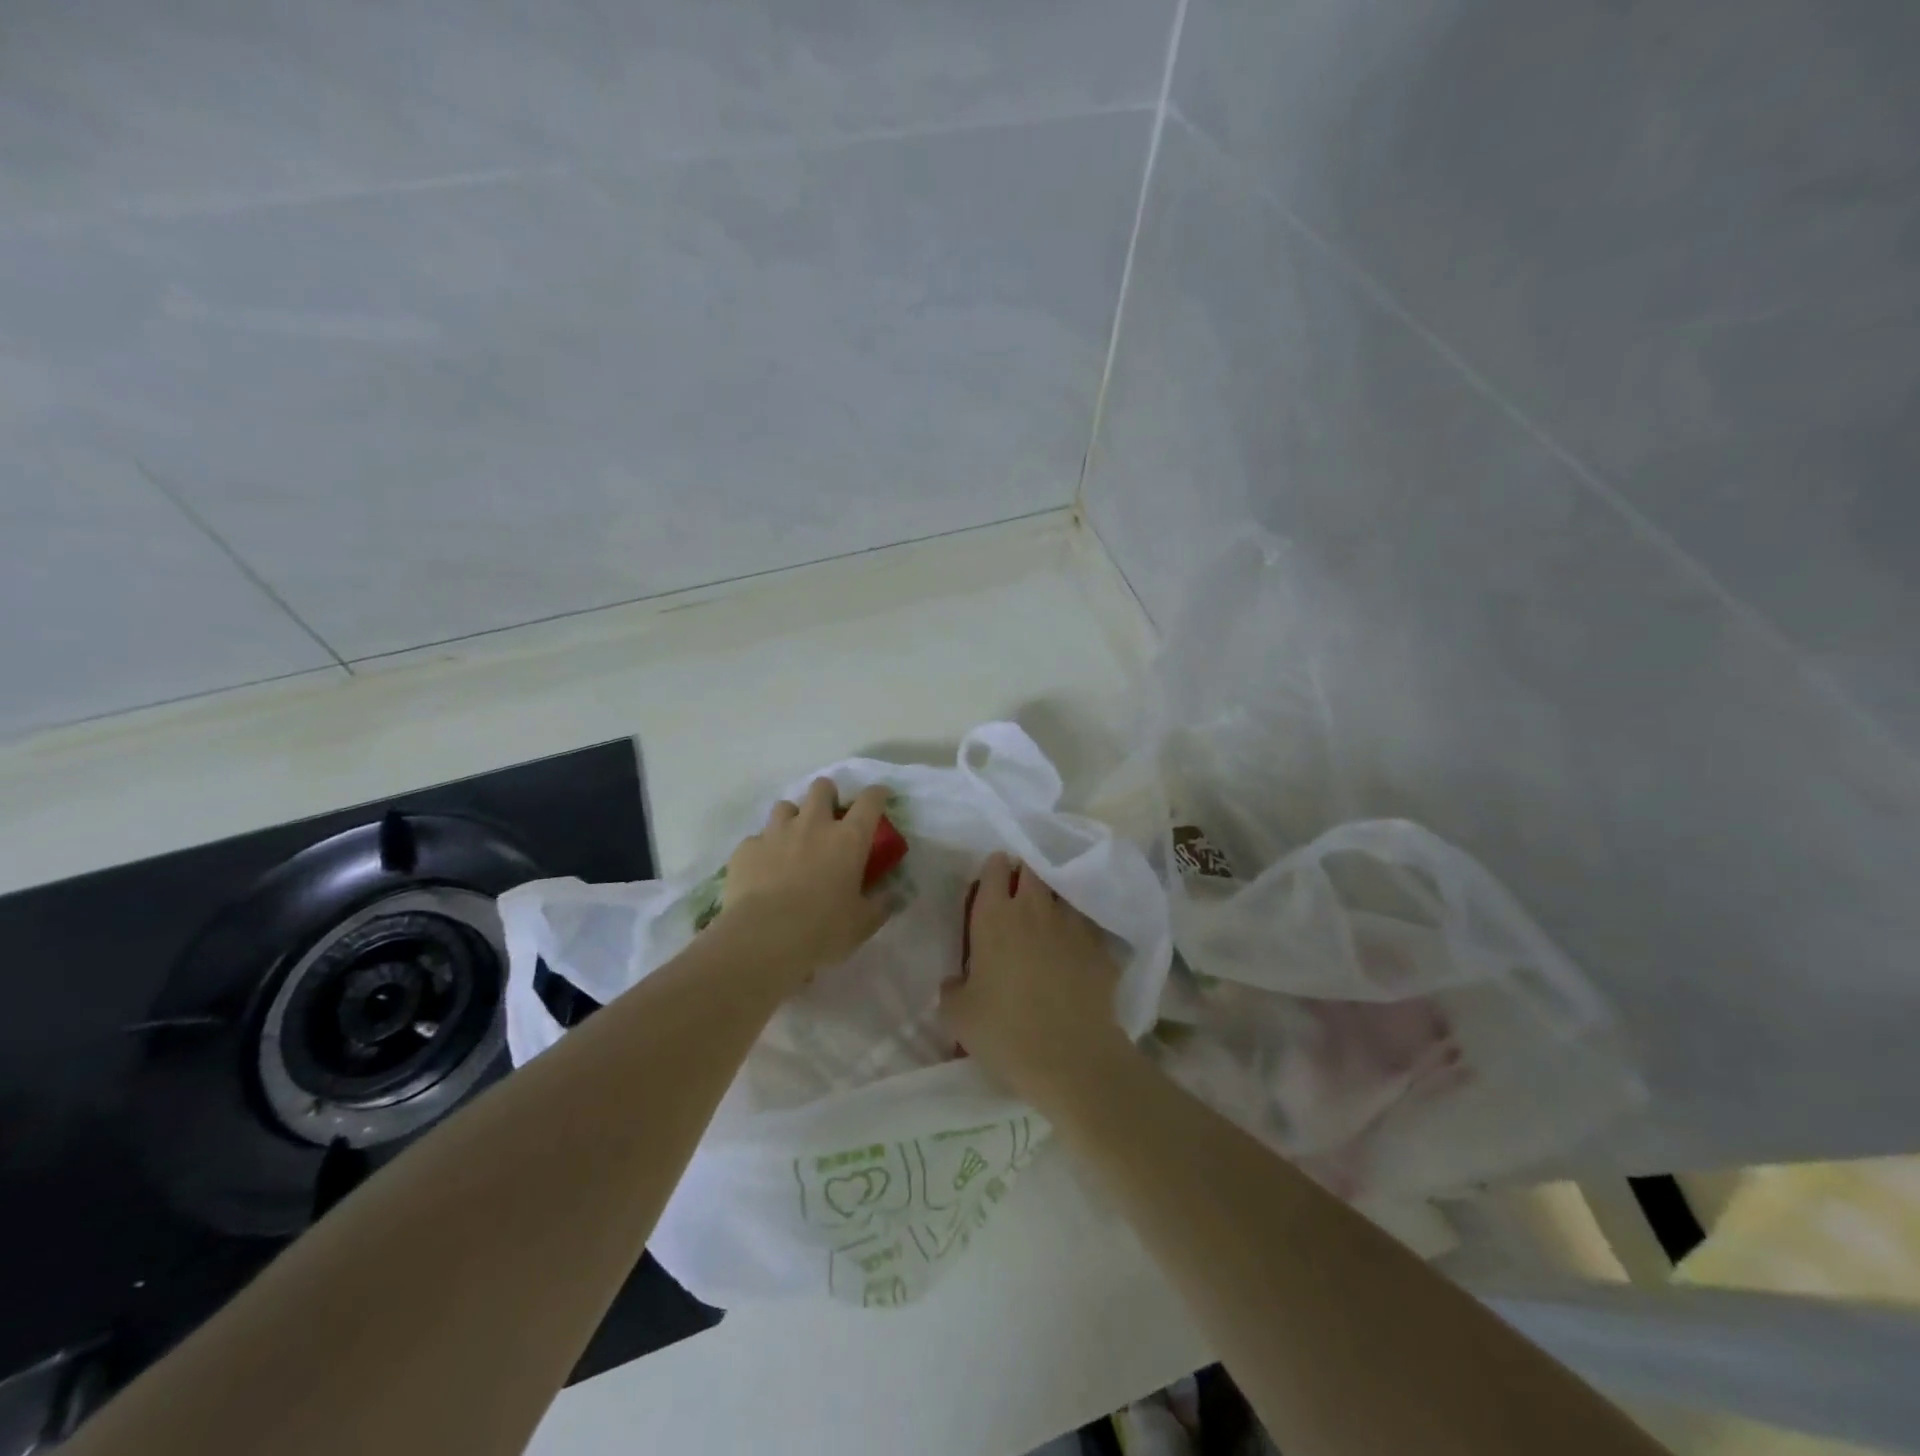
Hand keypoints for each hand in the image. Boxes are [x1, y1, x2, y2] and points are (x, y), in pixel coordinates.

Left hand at [713, 779, 894, 989]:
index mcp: (848, 839)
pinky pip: (757, 839)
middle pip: (822, 788)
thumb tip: (891, 895)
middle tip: (829, 815)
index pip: (870, 801)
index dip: (877, 794)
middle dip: (828, 794)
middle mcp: (813, 825)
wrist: (763, 937)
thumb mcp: (863, 923)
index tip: (880, 796)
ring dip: (793, 818)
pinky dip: (764, 849)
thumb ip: (880, 904)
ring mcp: (776, 832)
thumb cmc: (823, 929)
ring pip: (785, 806)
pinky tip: (764, 869)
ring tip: (793, 839)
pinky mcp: (747, 848)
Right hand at [940, 852, 1134, 1105]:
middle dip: (1025, 874)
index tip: (993, 881)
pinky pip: (1089, 925)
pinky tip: (1077, 948)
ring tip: (1049, 918)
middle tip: (1019, 894)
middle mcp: (1035, 909)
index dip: (994, 870)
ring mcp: (1073, 924)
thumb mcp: (957, 1015)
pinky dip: (1081, 929)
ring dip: (1054, 899)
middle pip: (1032, 870)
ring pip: (1063, 892)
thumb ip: (952, 988)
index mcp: (995, 917)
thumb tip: (957, 981)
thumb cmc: (1004, 1032)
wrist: (1071, 1058)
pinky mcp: (1101, 946)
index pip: (995, 868)